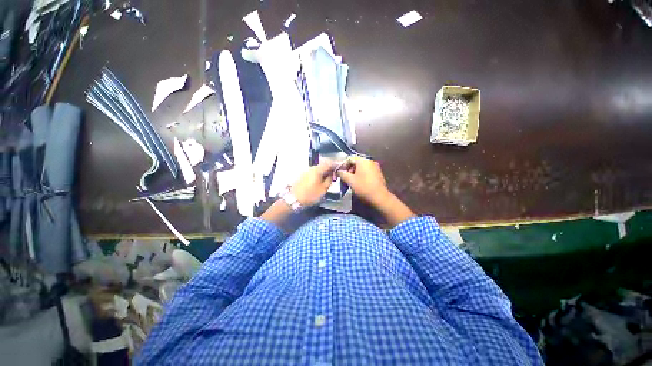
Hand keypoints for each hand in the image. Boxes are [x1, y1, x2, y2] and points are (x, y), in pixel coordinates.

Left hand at [290, 161, 335, 205]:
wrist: (293, 199)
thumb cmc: (310, 194)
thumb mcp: (323, 189)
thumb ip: (329, 180)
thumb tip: (332, 174)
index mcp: (318, 169)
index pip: (329, 163)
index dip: (336, 164)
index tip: (340, 167)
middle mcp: (312, 168)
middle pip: (323, 165)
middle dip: (330, 168)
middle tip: (335, 174)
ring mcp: (306, 171)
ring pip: (318, 169)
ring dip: (324, 172)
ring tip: (329, 178)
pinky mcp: (303, 175)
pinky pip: (314, 172)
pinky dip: (319, 174)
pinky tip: (321, 180)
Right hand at [337, 156, 390, 204]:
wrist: (379, 197)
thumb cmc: (363, 187)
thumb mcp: (350, 181)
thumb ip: (342, 174)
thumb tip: (339, 171)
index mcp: (363, 160)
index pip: (350, 158)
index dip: (343, 165)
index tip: (340, 173)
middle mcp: (370, 161)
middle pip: (356, 162)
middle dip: (349, 169)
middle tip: (346, 178)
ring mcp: (375, 166)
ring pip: (362, 167)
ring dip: (355, 172)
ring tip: (352, 181)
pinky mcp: (378, 173)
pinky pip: (367, 170)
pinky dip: (362, 174)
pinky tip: (360, 182)